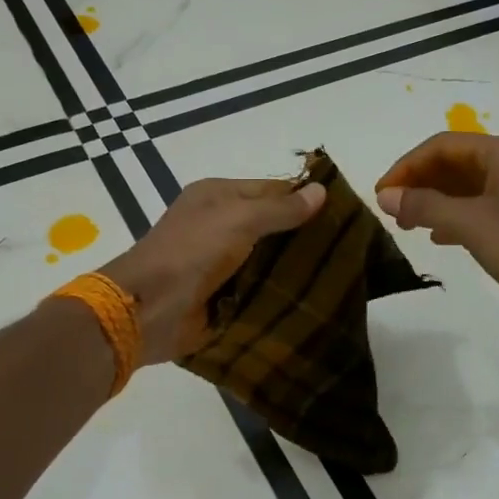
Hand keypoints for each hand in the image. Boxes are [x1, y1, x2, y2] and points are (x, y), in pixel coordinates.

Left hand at [101, 176, 326, 363]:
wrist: (149, 309)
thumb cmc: (192, 252)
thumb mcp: (239, 219)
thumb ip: (280, 208)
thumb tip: (321, 190)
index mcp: (217, 196)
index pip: (271, 189)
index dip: (304, 198)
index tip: (345, 214)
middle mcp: (219, 225)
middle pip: (271, 226)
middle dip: (304, 236)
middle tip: (349, 248)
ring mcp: (220, 263)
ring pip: (268, 260)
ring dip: (295, 268)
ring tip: (341, 274)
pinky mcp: (222, 296)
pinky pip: (258, 289)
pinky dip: (279, 293)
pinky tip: (313, 298)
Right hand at [375, 133, 498, 336]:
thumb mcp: (471, 224)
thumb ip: (424, 206)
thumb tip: (384, 196)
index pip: (443, 145)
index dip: (407, 165)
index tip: (381, 192)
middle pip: (453, 163)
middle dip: (419, 183)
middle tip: (390, 211)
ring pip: (463, 187)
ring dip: (432, 201)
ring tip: (406, 226)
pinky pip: (476, 209)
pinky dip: (451, 218)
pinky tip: (435, 237)